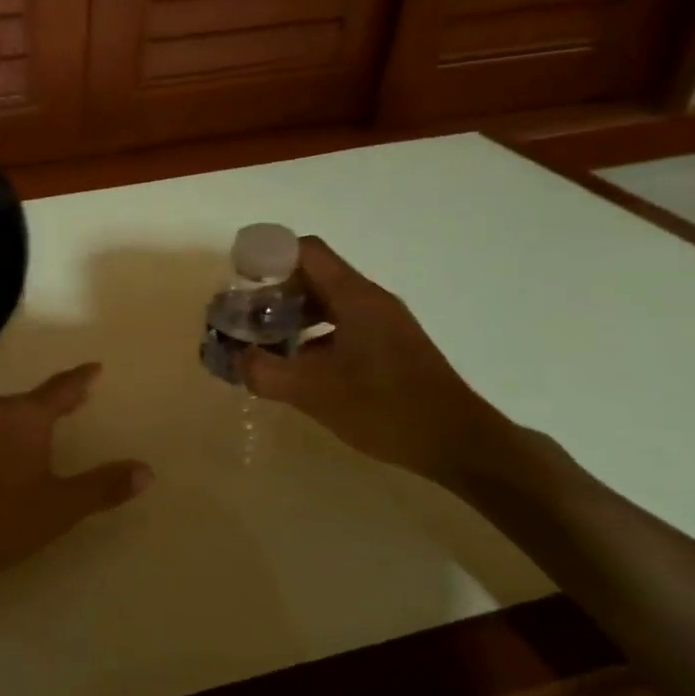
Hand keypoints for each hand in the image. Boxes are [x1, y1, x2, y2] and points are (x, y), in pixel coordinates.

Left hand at [0, 364, 150, 597]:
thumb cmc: (1, 521)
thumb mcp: (60, 507)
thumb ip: (103, 486)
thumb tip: (146, 470)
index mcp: (25, 415)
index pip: (61, 388)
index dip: (81, 378)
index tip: (96, 367)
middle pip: (35, 397)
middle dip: (59, 397)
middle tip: (82, 395)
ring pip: (12, 410)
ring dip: (34, 413)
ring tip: (54, 420)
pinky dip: (14, 426)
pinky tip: (18, 445)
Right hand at [244, 238, 523, 490]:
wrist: (459, 444)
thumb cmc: (385, 408)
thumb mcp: (313, 392)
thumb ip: (264, 372)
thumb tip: (235, 357)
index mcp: (354, 298)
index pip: (305, 252)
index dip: (268, 256)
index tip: (239, 279)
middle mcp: (370, 300)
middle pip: (313, 275)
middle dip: (273, 291)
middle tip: (243, 316)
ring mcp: (383, 324)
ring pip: (326, 302)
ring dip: (291, 315)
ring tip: (263, 342)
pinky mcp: (389, 346)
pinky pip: (341, 325)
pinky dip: (312, 335)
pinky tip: (297, 366)